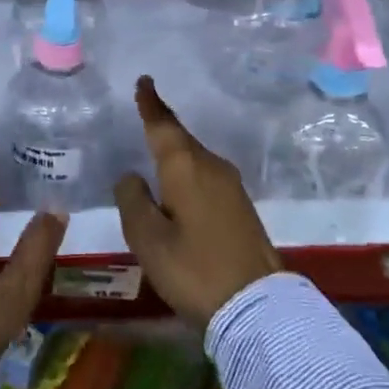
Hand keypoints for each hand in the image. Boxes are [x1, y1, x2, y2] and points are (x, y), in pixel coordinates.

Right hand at [115, 76, 280, 329]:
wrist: (257, 307)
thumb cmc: (194, 268)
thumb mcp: (148, 238)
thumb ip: (132, 200)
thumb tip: (131, 176)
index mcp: (185, 167)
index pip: (163, 125)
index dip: (151, 103)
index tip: (145, 81)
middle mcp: (211, 167)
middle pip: (182, 139)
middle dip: (162, 126)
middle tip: (145, 112)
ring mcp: (231, 186)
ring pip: (196, 158)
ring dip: (176, 152)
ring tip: (157, 150)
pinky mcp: (241, 207)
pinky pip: (206, 175)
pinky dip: (189, 171)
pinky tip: (180, 186)